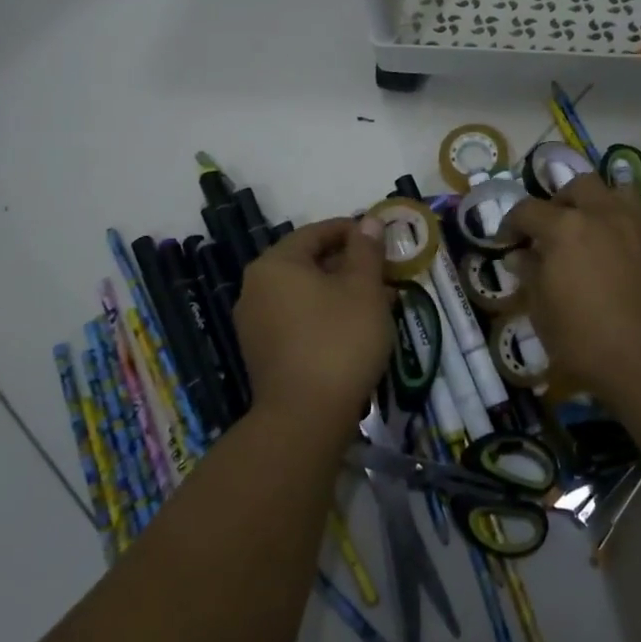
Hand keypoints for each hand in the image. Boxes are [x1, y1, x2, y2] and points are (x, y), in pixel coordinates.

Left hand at [234, 216, 389, 436]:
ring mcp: (255, 324)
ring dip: (341, 292)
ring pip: (305, 294)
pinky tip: (355, 329)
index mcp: (275, 264)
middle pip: (309, 263)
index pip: (316, 233)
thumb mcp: (364, 288)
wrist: (305, 419)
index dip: (352, 231)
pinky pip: (298, 321)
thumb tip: (368, 222)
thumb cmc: (339, 340)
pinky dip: (326, 316)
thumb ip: (366, 250)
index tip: (382, 240)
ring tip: (379, 302)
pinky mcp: (263, 354)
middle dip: (349, 265)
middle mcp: (256, 289)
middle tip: (385, 273)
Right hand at [501, 174, 640, 407]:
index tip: (508, 240)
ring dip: (596, 206)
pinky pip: (639, 217)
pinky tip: (620, 254)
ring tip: (591, 233)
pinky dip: (623, 226)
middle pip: (577, 186)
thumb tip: (520, 255)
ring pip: (614, 193)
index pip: (528, 209)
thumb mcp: (543, 312)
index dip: (512, 223)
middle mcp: (602, 213)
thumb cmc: (587, 342)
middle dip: (560, 202)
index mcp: (565, 228)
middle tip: (553, 230)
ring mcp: (638, 223)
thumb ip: (530, 274)